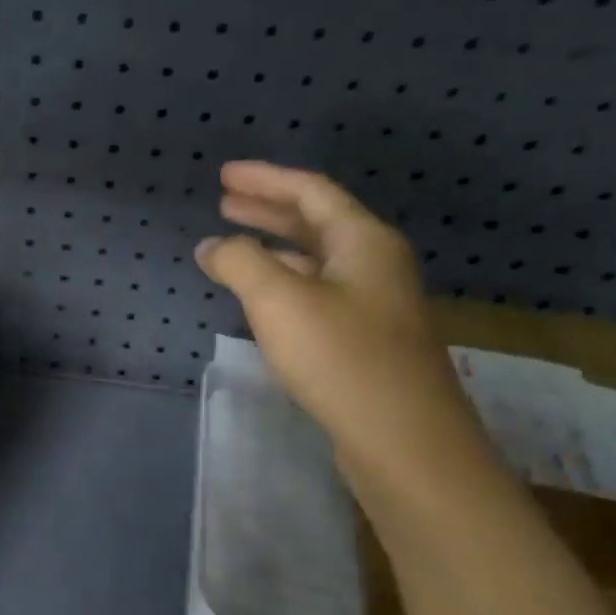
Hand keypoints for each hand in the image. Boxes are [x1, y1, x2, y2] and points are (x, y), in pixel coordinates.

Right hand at [194, 161, 485, 480]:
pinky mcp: (367, 341)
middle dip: (268, 210)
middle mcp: (375, 264)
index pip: (310, 191)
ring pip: (317, 261)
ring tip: (235, 248)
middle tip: (225, 203)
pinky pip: (319, 294)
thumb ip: (239, 263)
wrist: (403, 439)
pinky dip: (285, 285)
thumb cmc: (340, 358)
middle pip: (317, 222)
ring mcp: (375, 304)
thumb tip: (212, 245)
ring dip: (275, 249)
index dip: (264, 179)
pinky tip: (263, 302)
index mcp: (363, 241)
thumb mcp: (279, 301)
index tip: (224, 175)